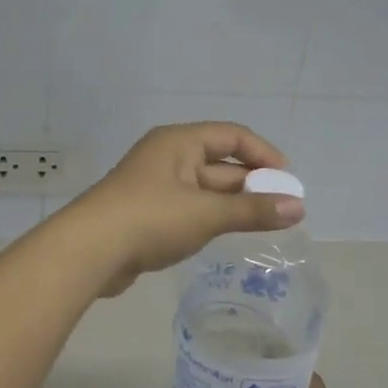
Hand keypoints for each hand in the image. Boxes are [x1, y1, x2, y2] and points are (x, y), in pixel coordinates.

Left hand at [66, 122, 302, 297]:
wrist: (89, 251)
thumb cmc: (150, 219)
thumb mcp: (206, 213)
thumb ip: (252, 210)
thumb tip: (299, 207)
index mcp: (179, 142)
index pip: (232, 136)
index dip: (264, 154)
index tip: (289, 180)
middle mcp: (167, 157)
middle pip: (220, 163)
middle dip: (252, 183)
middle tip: (286, 209)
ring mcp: (155, 186)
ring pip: (205, 189)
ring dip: (234, 203)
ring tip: (266, 223)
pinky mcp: (147, 213)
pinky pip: (189, 208)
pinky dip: (212, 217)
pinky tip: (227, 234)